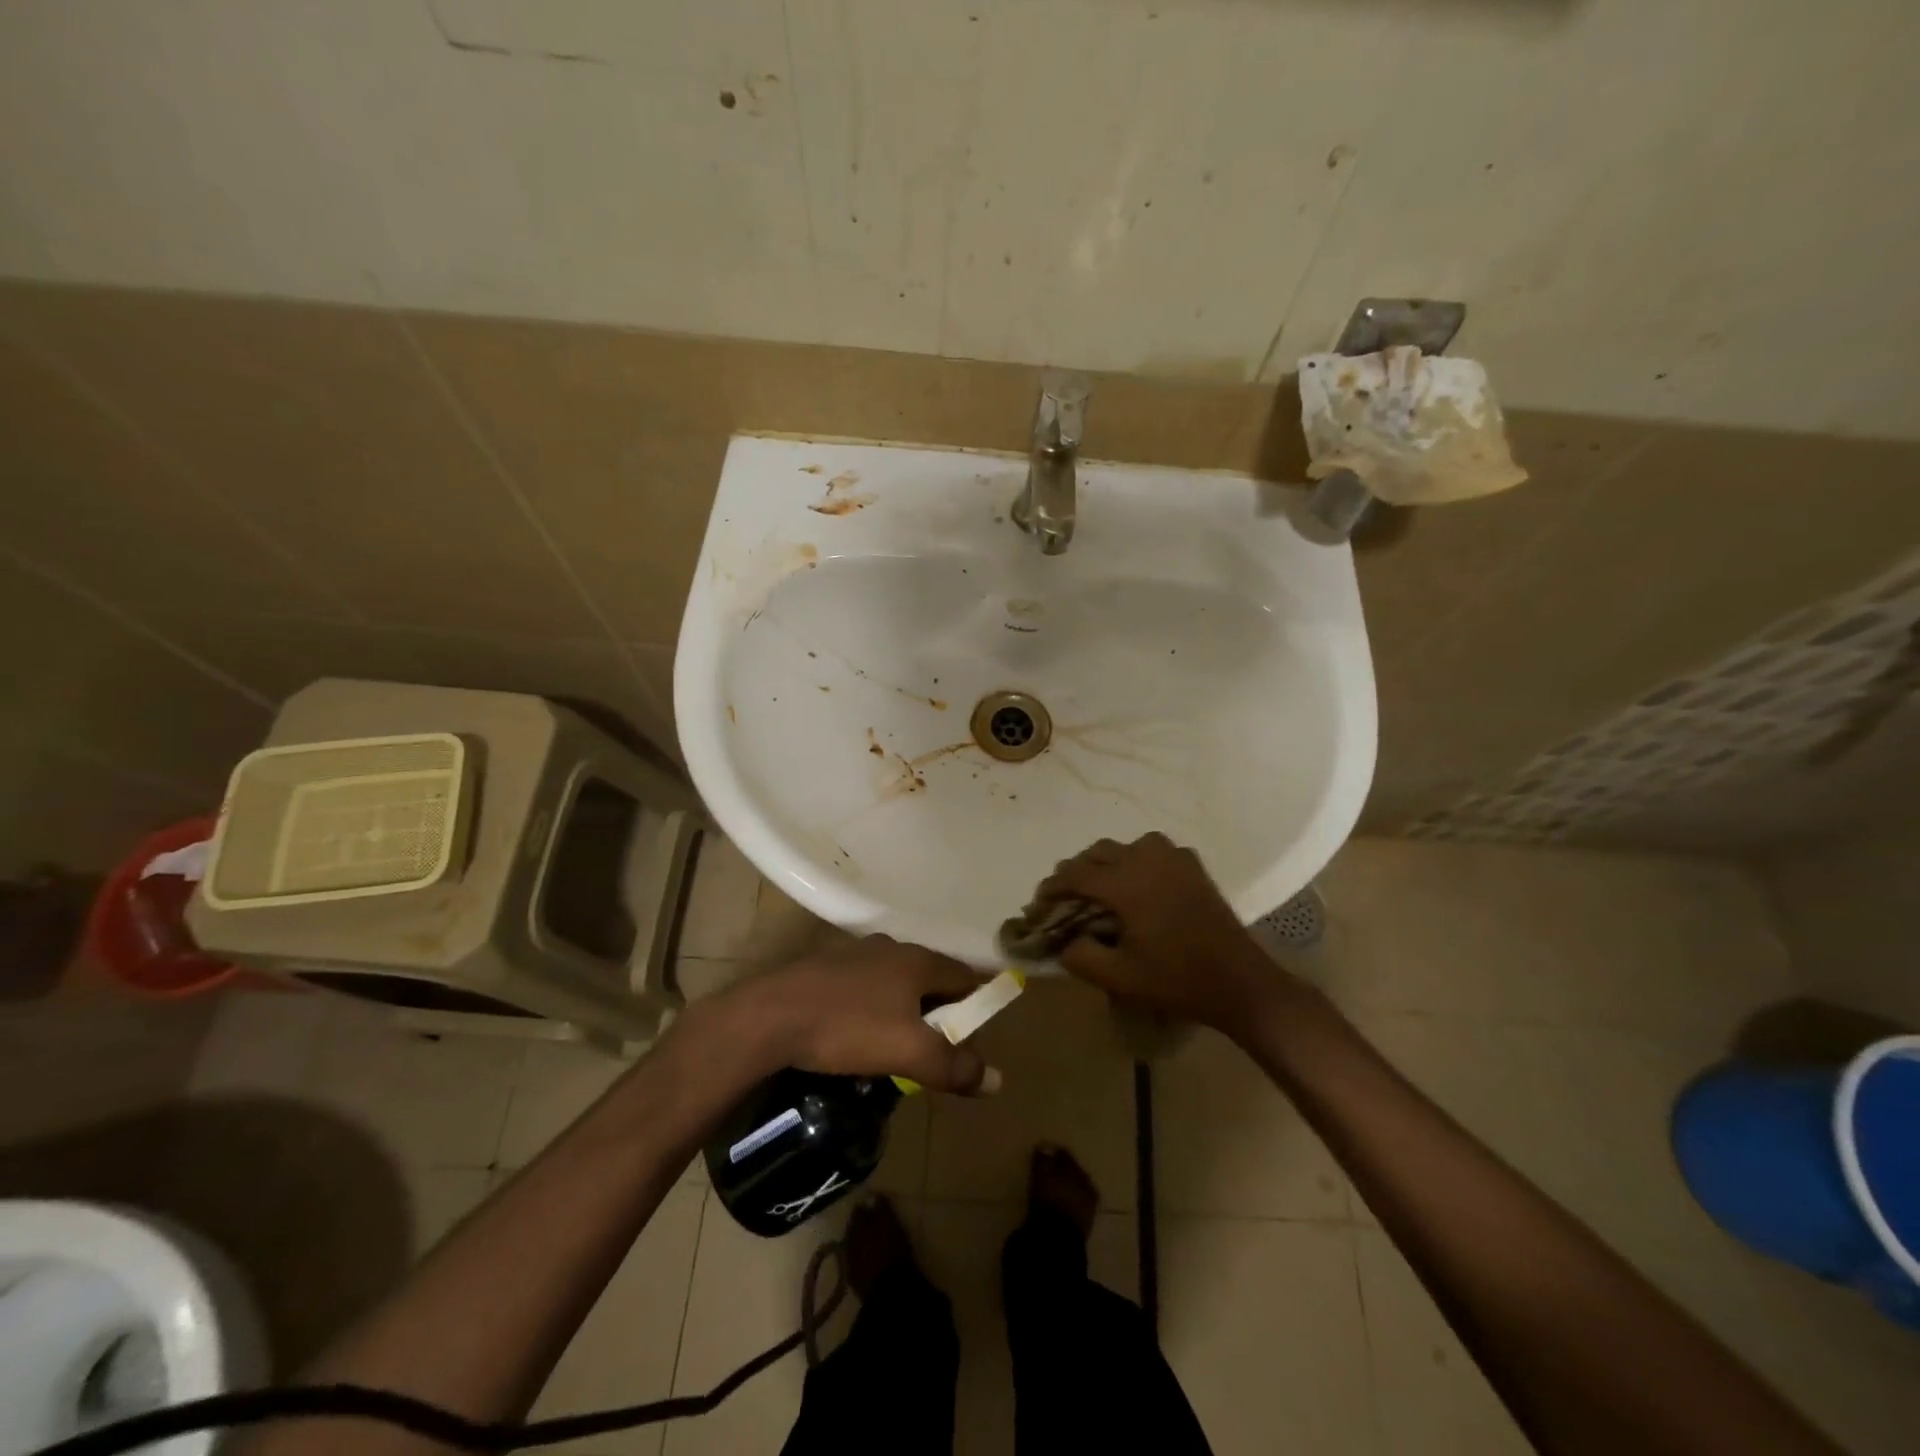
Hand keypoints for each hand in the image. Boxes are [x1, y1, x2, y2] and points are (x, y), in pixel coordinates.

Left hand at [718, 935, 997, 1093]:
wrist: (770, 1016)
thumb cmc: (848, 1028)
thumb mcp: (908, 1053)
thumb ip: (954, 1066)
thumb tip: (997, 1079)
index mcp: (918, 960)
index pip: (965, 975)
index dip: (976, 1004)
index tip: (973, 1036)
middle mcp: (891, 948)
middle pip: (931, 977)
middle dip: (939, 1010)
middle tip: (936, 1048)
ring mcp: (856, 954)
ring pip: (896, 981)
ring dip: (905, 1008)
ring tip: (898, 1045)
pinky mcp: (827, 967)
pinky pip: (866, 986)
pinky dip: (874, 1006)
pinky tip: (858, 1033)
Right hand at [1036, 832, 1282, 1035]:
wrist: (1238, 981)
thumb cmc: (1176, 980)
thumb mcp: (1118, 978)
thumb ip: (1079, 957)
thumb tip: (1062, 941)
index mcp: (1125, 884)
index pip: (1075, 875)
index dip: (1051, 888)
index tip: (1038, 905)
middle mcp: (1146, 860)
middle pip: (1097, 853)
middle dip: (1076, 872)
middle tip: (1066, 899)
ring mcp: (1173, 859)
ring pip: (1126, 846)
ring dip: (1107, 862)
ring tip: (1101, 887)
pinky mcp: (1193, 866)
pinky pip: (1154, 849)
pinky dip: (1138, 859)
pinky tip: (1140, 883)